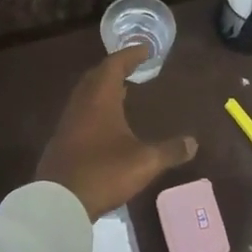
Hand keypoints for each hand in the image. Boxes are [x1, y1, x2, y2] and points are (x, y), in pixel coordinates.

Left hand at [36, 45, 198, 218]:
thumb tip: (193, 142)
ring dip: (102, 88)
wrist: (58, 202)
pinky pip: (80, 113)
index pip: (114, 65)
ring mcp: (67, 123)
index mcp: (100, 100)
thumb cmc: (104, 173)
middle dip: (114, 68)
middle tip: (133, 67)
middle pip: (96, 76)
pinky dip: (94, 108)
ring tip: (122, 91)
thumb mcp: (144, 162)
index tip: (146, 49)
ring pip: (85, 95)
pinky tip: (105, 124)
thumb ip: (170, 151)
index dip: (130, 55)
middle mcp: (80, 105)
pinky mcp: (61, 141)